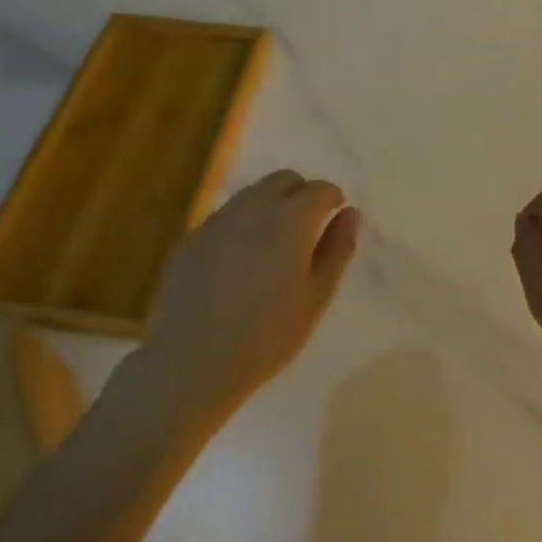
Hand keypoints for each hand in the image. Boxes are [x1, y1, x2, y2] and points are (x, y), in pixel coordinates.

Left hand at [140, 170, 359, 411]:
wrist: (191, 361)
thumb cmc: (267, 335)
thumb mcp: (316, 296)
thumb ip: (337, 249)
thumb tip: (351, 214)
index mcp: (290, 220)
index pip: (319, 190)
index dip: (332, 199)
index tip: (335, 217)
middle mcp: (253, 208)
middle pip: (283, 180)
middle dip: (301, 194)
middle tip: (307, 229)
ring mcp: (217, 220)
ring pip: (252, 194)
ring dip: (271, 206)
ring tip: (274, 246)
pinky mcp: (192, 238)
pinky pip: (226, 216)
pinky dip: (243, 224)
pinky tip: (240, 262)